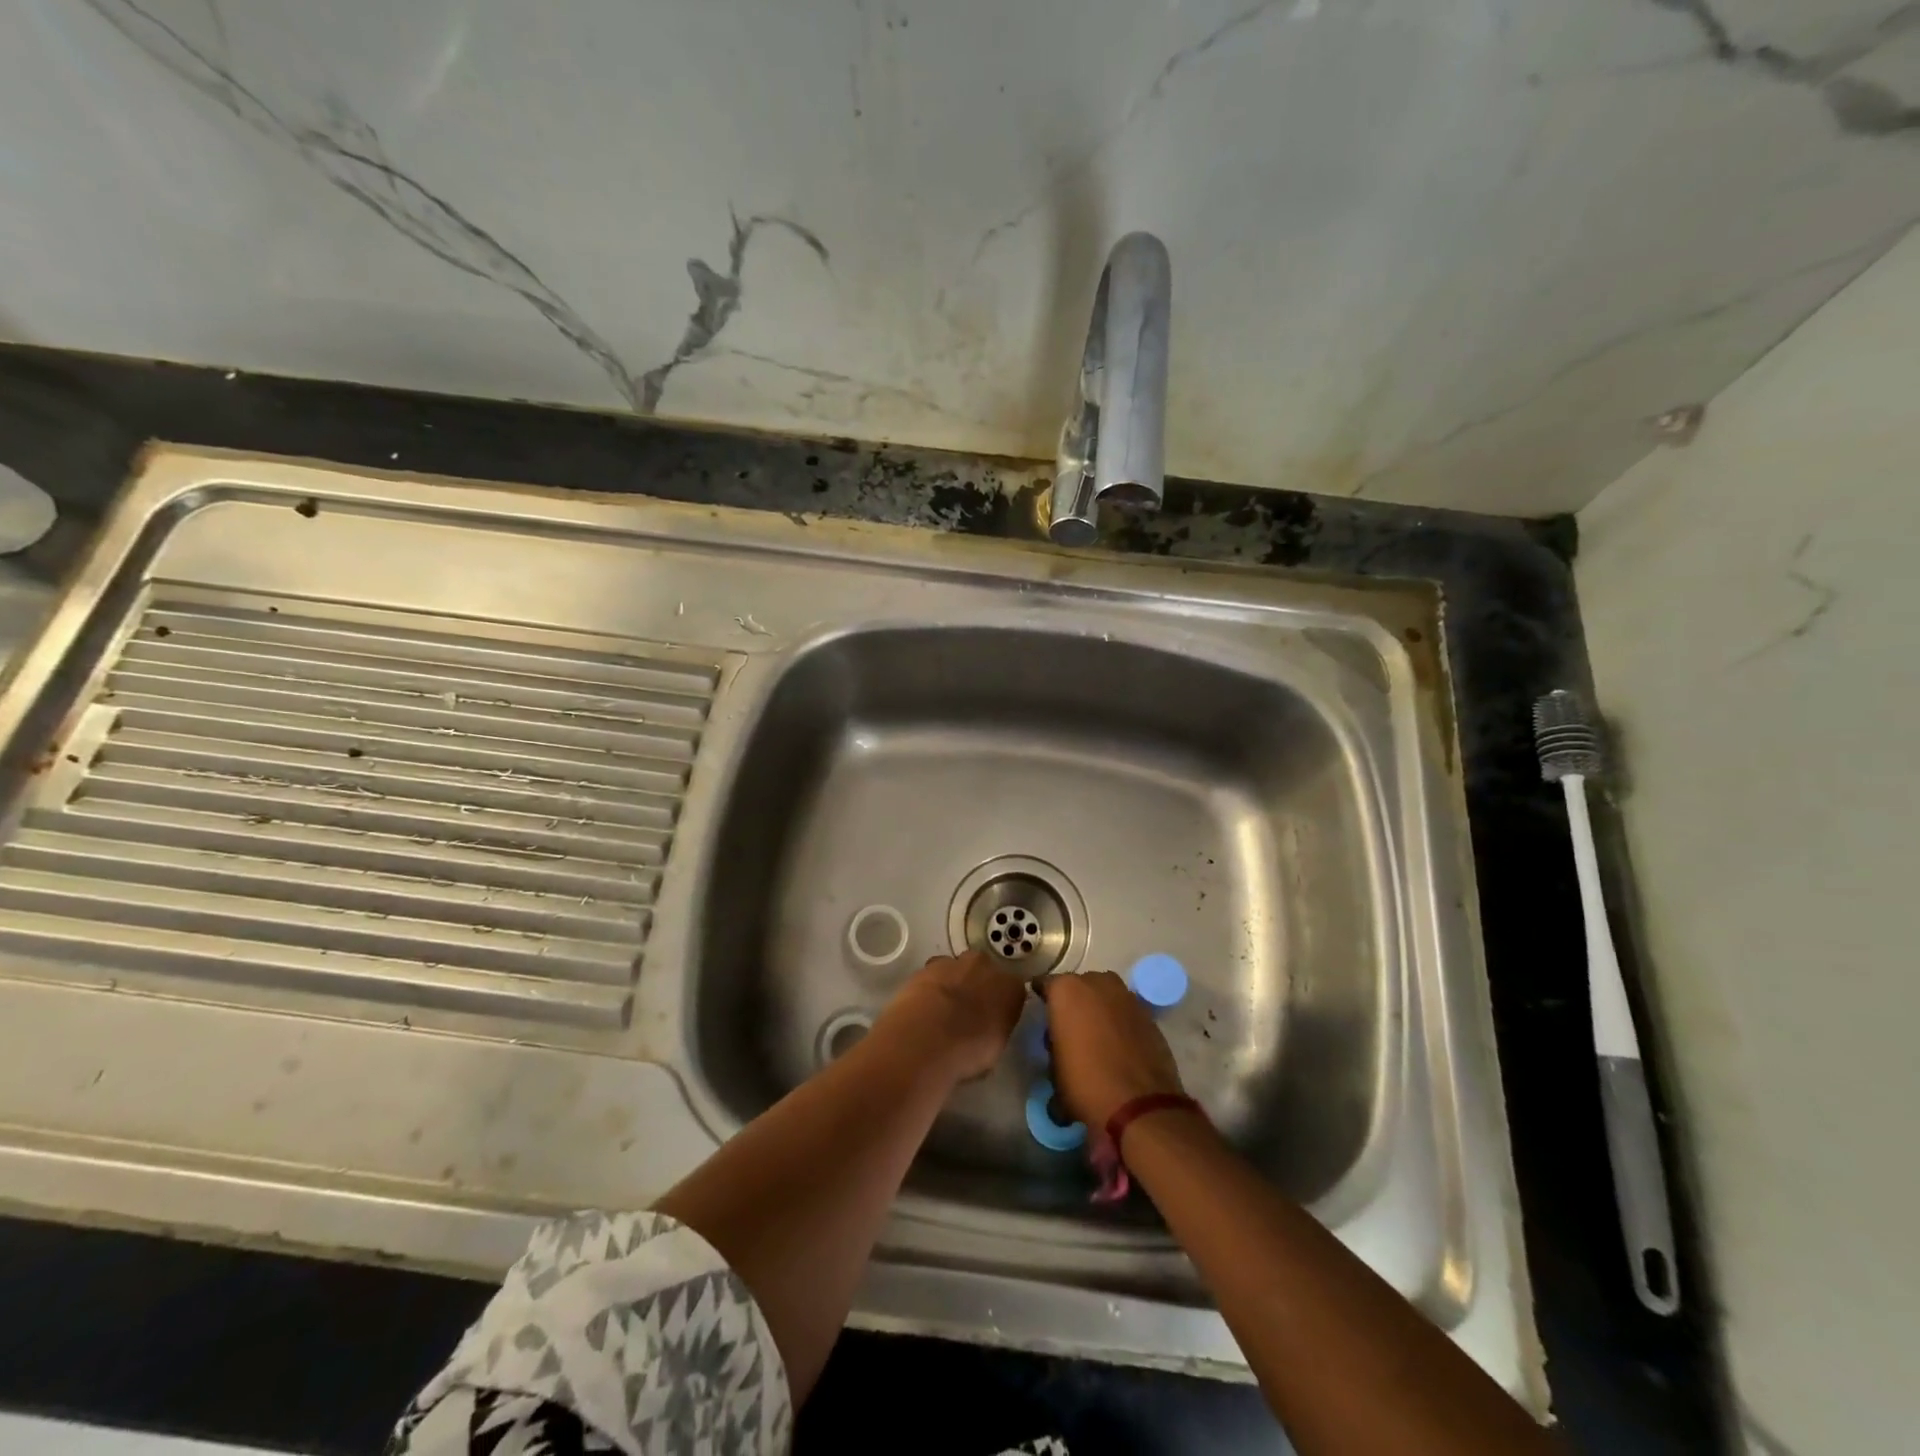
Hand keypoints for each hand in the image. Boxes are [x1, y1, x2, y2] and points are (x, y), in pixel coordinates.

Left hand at [869, 951, 1026, 1083]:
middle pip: (983, 972)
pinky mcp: (926, 966)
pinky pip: (933, 975)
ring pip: (957, 970)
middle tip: (965, 1013)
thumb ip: (994, 1030)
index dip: (1000, 1005)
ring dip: (951, 985)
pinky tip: (923, 1009)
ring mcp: (955, 963)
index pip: (1012, 990)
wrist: (928, 1036)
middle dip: (976, 986)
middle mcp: (986, 967)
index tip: (991, 1020)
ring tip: (939, 1012)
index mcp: (1010, 987)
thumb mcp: (994, 1049)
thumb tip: (986, 1031)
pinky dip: (930, 987)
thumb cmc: (969, 1050)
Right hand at [1039, 970, 1184, 1128]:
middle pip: (1078, 986)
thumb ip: (1054, 1048)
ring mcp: (1126, 996)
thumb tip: (1060, 1052)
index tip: (1042, 1013)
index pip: (1045, 984)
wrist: (1140, 1106)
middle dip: (1073, 1003)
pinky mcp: (1148, 1014)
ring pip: (1105, 995)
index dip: (1043, 999)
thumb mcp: (1053, 1071)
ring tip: (1095, 1036)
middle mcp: (1096, 983)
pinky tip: (1118, 1045)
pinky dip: (1119, 1021)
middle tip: (1069, 1029)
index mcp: (1066, 990)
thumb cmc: (1085, 1084)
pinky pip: (1125, 1011)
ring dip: (1098, 1009)